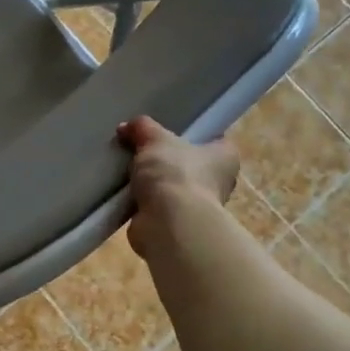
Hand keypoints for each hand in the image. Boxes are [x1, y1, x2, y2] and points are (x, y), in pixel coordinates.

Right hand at [117, 116, 239, 259]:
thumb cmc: (175, 173)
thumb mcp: (155, 139)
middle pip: (189, 163)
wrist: (168, 223)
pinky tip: (124, 192)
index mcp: (225, 157)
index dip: (193, 132)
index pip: (213, 139)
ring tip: (127, 170)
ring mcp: (197, 206)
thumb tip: (127, 126)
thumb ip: (143, 128)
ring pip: (171, 185)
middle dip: (166, 158)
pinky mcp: (176, 224)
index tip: (169, 130)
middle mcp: (218, 182)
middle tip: (141, 148)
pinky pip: (157, 205)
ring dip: (152, 182)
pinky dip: (142, 201)